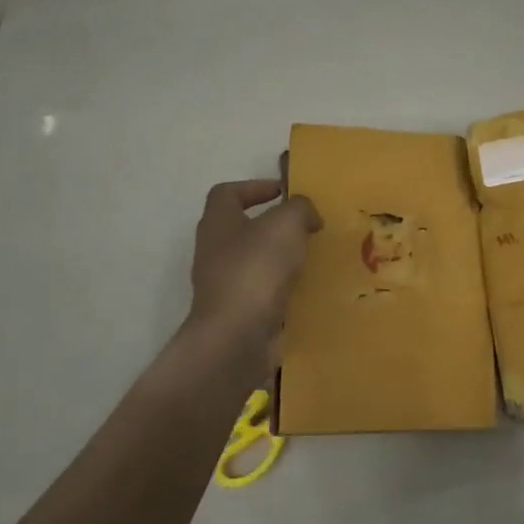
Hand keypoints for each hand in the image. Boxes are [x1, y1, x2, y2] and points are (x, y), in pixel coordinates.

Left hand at [185, 179, 321, 370]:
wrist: (237, 336)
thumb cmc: (257, 268)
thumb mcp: (287, 223)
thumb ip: (300, 209)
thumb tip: (307, 215)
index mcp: (218, 222)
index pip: (227, 193)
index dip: (254, 187)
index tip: (283, 192)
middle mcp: (213, 251)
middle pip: (240, 228)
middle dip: (271, 225)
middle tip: (304, 226)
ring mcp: (222, 285)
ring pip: (252, 261)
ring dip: (278, 258)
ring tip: (310, 257)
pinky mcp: (235, 313)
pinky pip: (261, 292)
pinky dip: (281, 287)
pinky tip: (305, 289)